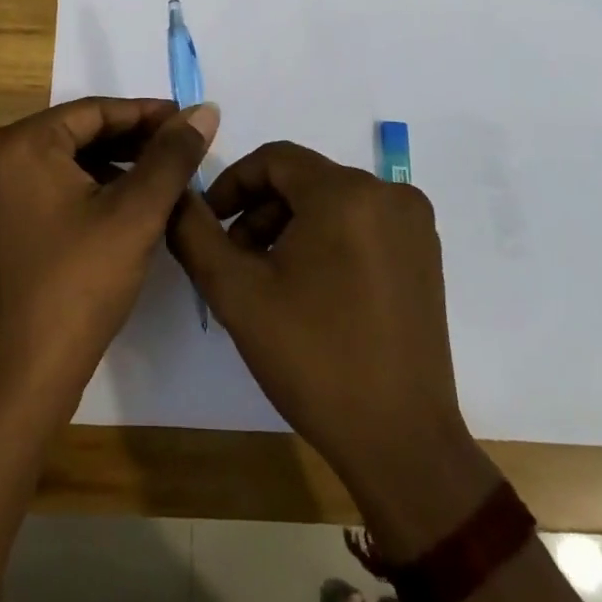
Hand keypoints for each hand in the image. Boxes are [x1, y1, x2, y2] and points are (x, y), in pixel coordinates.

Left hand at [0, 97, 218, 423]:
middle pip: (76, 134)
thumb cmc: (79, 285)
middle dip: (131, 141)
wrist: (21, 377)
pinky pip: (48, 187)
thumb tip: (204, 110)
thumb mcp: (135, 214)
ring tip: (161, 178)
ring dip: (112, 166)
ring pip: (63, 162)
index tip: (189, 121)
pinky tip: (124, 206)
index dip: (147, 114)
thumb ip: (172, 156)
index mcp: (18, 144)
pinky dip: (87, 190)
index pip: (93, 111)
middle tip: (181, 151)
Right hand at [170, 141, 497, 552]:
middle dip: (259, 212)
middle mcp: (389, 193)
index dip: (232, 184)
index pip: (274, 159)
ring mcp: (414, 224)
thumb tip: (175, 195)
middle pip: (303, 179)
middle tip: (234, 260)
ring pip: (331, 201)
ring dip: (290, 226)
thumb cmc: (313, 359)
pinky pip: (361, 222)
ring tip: (267, 278)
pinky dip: (326, 239)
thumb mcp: (236, 292)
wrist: (400, 441)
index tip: (210, 224)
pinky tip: (310, 288)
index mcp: (346, 193)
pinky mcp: (425, 254)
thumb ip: (194, 233)